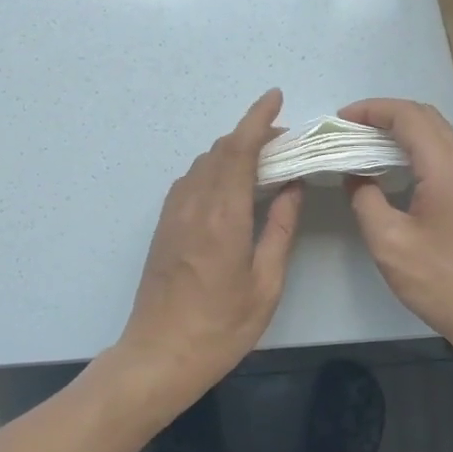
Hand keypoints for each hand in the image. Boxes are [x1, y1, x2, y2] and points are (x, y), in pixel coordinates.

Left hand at [114, 90, 303, 413]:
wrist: (159, 355)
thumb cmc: (221, 326)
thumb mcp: (266, 283)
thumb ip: (281, 229)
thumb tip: (292, 186)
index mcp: (223, 216)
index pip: (239, 150)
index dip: (258, 118)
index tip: (275, 97)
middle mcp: (193, 205)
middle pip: (220, 151)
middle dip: (251, 135)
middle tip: (285, 142)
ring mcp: (173, 215)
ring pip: (203, 165)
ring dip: (232, 152)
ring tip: (263, 161)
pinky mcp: (164, 227)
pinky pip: (190, 182)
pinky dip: (214, 170)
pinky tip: (231, 186)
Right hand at [340, 98, 452, 360]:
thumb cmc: (440, 281)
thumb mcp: (389, 243)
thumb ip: (365, 201)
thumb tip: (355, 176)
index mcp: (445, 168)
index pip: (408, 116)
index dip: (371, 110)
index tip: (340, 120)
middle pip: (425, 117)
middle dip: (385, 114)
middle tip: (349, 129)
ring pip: (436, 135)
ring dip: (401, 131)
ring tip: (364, 144)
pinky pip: (442, 155)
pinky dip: (414, 149)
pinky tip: (392, 170)